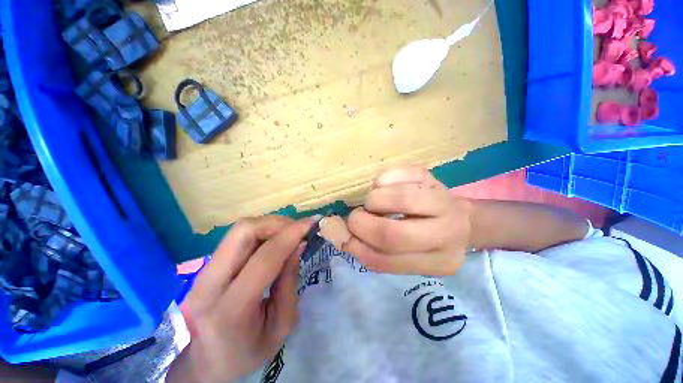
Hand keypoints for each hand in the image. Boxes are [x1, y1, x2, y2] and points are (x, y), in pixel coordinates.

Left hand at [167, 216, 315, 382]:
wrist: (205, 363)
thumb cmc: (248, 351)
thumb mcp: (282, 325)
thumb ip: (290, 281)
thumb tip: (299, 244)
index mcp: (230, 309)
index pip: (265, 258)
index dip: (291, 234)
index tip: (312, 222)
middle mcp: (208, 285)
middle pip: (243, 231)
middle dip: (277, 223)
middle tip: (298, 229)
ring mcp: (201, 273)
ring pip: (239, 230)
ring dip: (269, 225)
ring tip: (288, 234)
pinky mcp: (204, 267)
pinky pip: (236, 237)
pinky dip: (260, 232)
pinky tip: (273, 241)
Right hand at [342, 167, 472, 275]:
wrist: (459, 219)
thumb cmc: (426, 241)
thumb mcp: (405, 256)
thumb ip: (373, 250)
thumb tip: (338, 233)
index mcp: (437, 263)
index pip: (386, 261)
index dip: (357, 247)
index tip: (345, 236)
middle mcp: (447, 234)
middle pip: (393, 234)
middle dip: (362, 224)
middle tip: (355, 217)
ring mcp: (443, 201)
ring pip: (403, 199)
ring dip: (374, 201)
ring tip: (372, 203)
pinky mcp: (433, 177)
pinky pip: (403, 174)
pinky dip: (383, 180)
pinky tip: (383, 187)